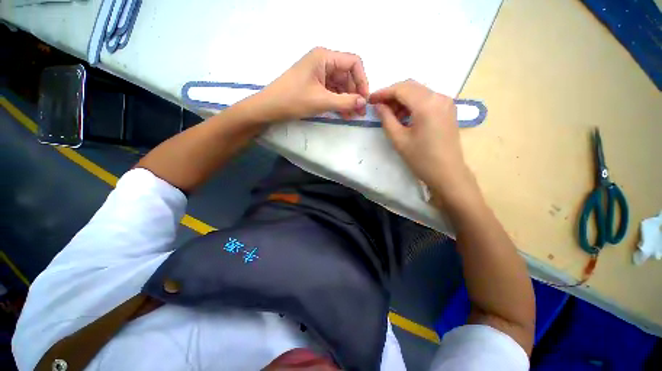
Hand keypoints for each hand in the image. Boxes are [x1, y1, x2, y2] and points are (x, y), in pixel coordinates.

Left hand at [253, 47, 368, 121]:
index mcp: (324, 57)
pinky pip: (332, 92)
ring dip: (348, 100)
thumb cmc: (293, 100)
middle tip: (360, 112)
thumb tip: (364, 102)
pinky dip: (338, 102)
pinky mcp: (314, 85)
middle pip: (347, 75)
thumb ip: (345, 101)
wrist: (269, 108)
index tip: (365, 99)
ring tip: (353, 116)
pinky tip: (344, 114)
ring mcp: (318, 74)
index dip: (362, 81)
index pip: (353, 63)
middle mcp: (323, 62)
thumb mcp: (322, 101)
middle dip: (355, 93)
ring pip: (340, 85)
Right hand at [369, 80, 473, 199]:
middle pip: (411, 86)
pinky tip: (404, 116)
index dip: (383, 92)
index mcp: (427, 104)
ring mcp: (446, 102)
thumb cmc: (421, 159)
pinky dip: (412, 104)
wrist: (447, 173)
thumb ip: (386, 119)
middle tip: (378, 107)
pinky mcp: (447, 109)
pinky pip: (426, 99)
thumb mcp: (399, 139)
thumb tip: (378, 106)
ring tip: (390, 115)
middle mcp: (439, 97)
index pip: (401, 89)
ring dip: (402, 99)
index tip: (370, 100)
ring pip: (419, 92)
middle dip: (392, 94)